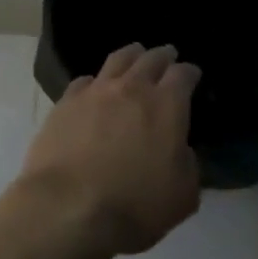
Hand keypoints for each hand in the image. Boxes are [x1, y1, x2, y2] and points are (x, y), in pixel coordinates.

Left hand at [12, 43, 202, 258]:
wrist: (68, 205)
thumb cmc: (134, 205)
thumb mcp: (182, 196)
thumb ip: (188, 166)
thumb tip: (181, 150)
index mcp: (166, 106)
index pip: (182, 76)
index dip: (190, 72)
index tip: (192, 74)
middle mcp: (131, 89)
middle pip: (149, 60)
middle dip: (162, 56)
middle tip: (167, 54)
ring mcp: (94, 92)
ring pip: (116, 60)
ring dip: (131, 54)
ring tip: (135, 53)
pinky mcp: (65, 102)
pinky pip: (85, 81)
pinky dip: (96, 80)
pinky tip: (95, 85)